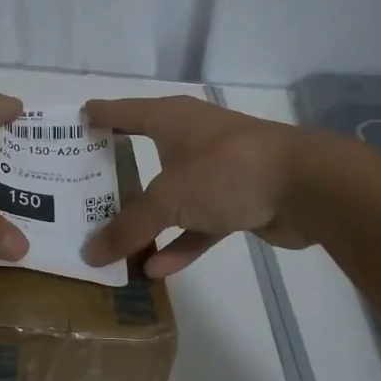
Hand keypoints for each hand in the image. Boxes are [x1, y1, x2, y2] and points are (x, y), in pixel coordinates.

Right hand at [82, 97, 311, 277]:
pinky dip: (179, 243)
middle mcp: (191, 139)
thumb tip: (90, 254)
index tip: (73, 124)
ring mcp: (216, 171)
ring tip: (112, 242)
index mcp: (171, 119)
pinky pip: (197, 224)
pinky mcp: (237, 201)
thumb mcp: (168, 198)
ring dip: (147, 220)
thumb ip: (128, 227)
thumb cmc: (226, 171)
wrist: (307, 187)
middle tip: (80, 190)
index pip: (123, 112)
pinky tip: (155, 269)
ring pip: (171, 196)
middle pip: (143, 153)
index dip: (98, 116)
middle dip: (115, 174)